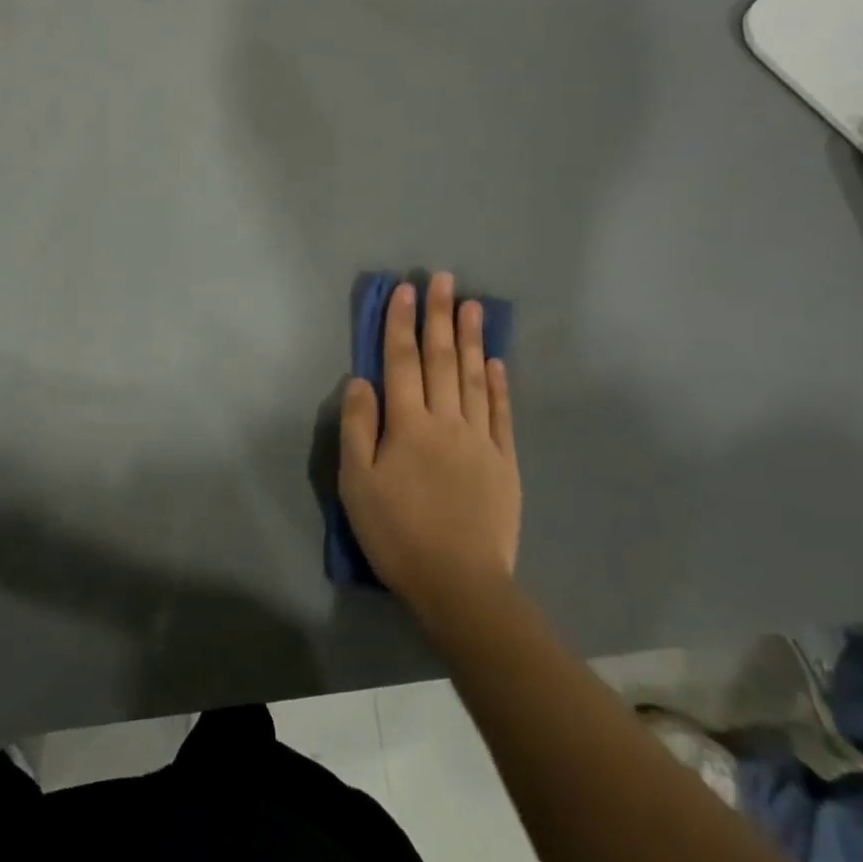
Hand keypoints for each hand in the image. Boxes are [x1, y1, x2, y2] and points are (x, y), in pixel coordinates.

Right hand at [339, 272, 520, 621]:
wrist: (459, 583)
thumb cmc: (397, 533)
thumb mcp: (357, 483)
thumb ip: (358, 428)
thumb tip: (360, 380)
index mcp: (407, 424)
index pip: (402, 362)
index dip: (400, 324)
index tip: (404, 289)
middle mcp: (446, 421)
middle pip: (442, 359)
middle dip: (439, 316)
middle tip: (443, 278)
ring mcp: (480, 440)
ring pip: (475, 378)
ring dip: (472, 339)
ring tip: (472, 305)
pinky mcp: (504, 462)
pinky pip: (501, 414)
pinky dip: (499, 385)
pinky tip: (497, 362)